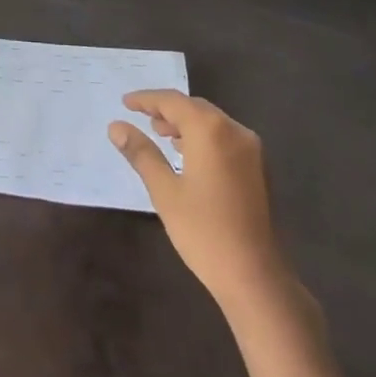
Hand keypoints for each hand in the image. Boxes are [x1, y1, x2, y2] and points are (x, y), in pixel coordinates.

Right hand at [110, 90, 306, 322]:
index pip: (173, 101)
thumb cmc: (204, 231)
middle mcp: (235, 131)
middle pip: (195, 108)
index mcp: (210, 130)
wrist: (255, 277)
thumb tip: (116, 127)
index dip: (146, 99)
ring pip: (212, 122)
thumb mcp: (164, 191)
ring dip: (186, 123)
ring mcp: (252, 150)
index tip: (125, 103)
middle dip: (167, 110)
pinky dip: (204, 137)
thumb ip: (141, 153)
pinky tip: (189, 155)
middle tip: (141, 118)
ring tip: (161, 135)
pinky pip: (226, 138)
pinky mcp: (259, 169)